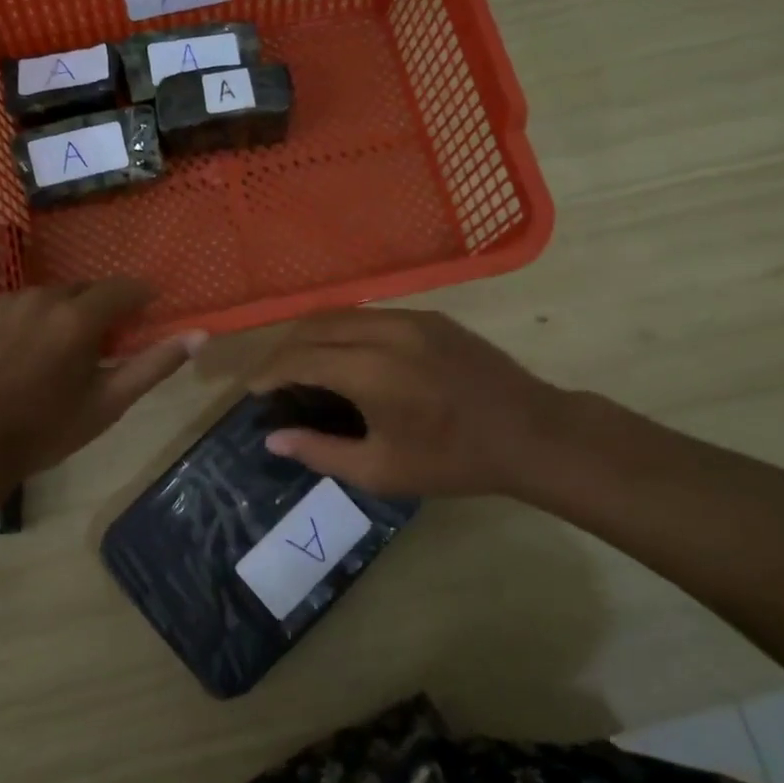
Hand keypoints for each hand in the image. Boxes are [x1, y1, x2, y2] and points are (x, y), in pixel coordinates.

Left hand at [0, 280, 201, 479]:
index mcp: (78, 318)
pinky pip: (16, 304)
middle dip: (98, 310)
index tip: (146, 311)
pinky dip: (27, 319)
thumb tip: (200, 335)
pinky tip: (20, 351)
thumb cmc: (46, 430)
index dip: (140, 297)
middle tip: (98, 345)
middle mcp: (42, 297)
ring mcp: (5, 301)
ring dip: (61, 314)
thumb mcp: (108, 403)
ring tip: (55, 351)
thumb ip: (154, 364)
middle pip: (85, 291)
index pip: (124, 288)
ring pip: (49, 296)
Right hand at [247, 308, 565, 498]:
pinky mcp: (429, 316)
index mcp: (370, 371)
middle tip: (274, 379)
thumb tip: (273, 439)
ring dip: (312, 335)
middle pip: (314, 326)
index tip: (254, 391)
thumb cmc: (454, 460)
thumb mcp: (382, 470)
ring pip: (341, 313)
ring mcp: (409, 317)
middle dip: (284, 349)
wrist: (529, 432)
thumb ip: (321, 452)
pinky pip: (370, 313)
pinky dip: (344, 329)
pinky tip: (347, 355)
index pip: (300, 358)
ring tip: (304, 365)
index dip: (269, 373)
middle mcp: (384, 331)